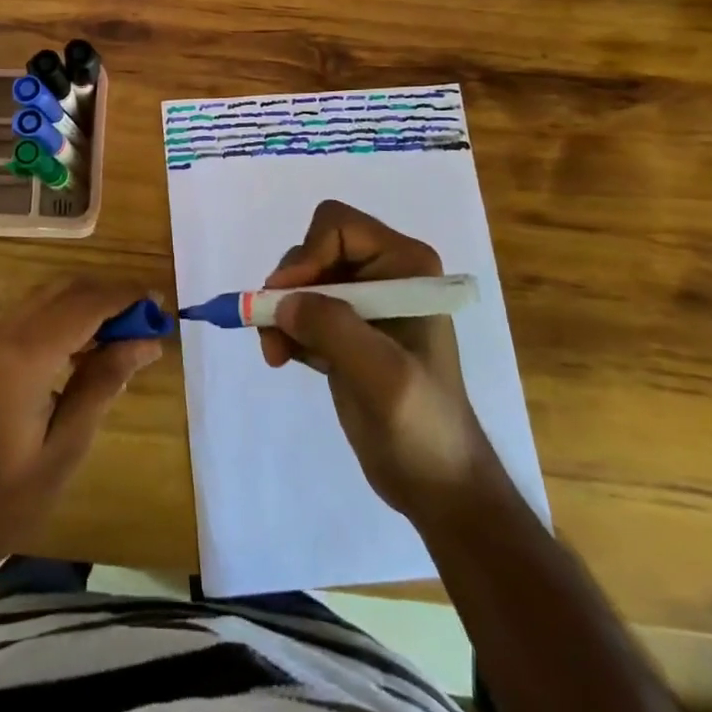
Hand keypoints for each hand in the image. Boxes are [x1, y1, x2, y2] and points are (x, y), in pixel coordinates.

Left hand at [0, 277, 162, 579]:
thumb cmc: (6, 498)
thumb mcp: (66, 446)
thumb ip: (104, 383)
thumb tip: (146, 341)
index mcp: (25, 354)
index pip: (87, 304)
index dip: (127, 298)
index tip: (161, 304)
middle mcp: (3, 332)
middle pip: (66, 290)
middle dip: (109, 296)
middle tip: (148, 321)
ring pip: (47, 297)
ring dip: (87, 304)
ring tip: (126, 334)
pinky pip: (31, 316)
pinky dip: (64, 318)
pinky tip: (87, 348)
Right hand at [259, 200, 492, 516]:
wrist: (437, 484)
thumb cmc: (422, 424)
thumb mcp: (382, 374)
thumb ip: (333, 328)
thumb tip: (281, 301)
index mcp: (404, 267)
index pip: (338, 227)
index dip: (307, 256)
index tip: (287, 299)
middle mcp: (383, 274)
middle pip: (314, 251)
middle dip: (289, 289)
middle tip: (274, 331)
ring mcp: (363, 303)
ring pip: (301, 281)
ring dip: (279, 313)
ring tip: (275, 353)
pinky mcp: (345, 331)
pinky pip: (300, 310)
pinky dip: (284, 330)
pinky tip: (284, 359)